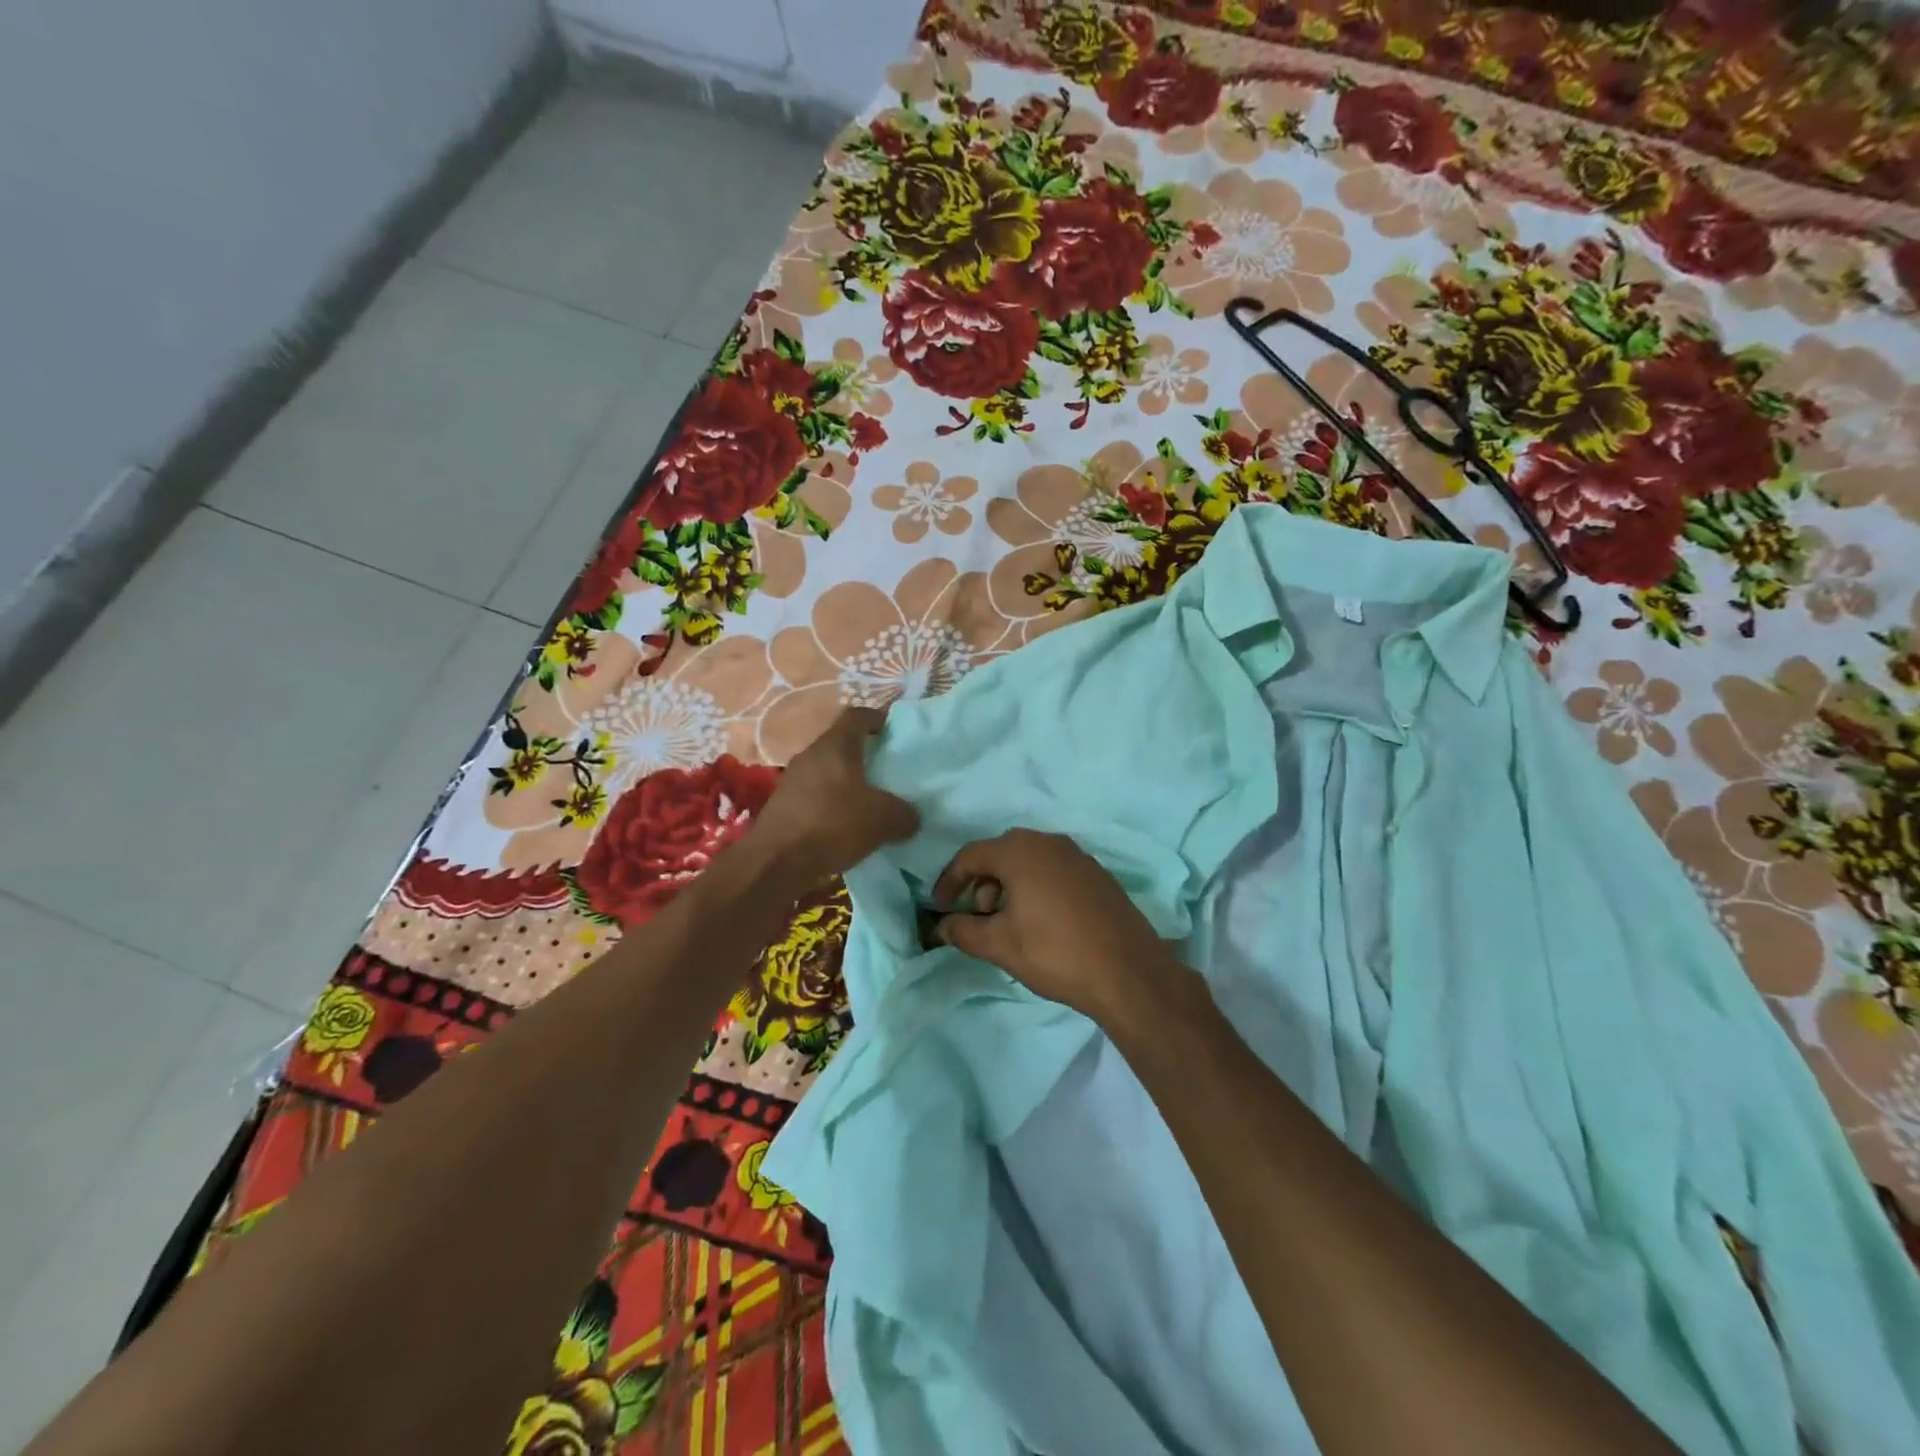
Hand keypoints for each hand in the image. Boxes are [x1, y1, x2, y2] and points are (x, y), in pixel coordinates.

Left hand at [751, 707, 918, 887]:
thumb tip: (911, 817)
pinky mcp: (782, 805)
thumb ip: (904, 814)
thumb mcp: (883, 820)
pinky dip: (830, 804)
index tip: (893, 731)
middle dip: (864, 755)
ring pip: (826, 771)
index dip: (877, 718)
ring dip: (846, 782)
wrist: (776, 862)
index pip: (857, 716)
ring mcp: (792, 780)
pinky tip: (844, 825)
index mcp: (835, 746)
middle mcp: (810, 755)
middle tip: (887, 770)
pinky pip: (813, 795)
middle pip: (840, 744)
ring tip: (868, 801)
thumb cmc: (833, 825)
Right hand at [932, 828, 1181, 1025]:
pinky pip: (1054, 871)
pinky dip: (1036, 888)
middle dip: (981, 883)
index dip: (949, 880)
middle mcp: (1049, 842)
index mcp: (1020, 851)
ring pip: (1029, 861)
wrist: (1128, 972)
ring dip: (1009, 886)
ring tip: (1009, 923)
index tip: (939, 907)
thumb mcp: (999, 945)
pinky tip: (1041, 921)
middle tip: (977, 916)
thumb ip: (962, 931)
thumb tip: (940, 925)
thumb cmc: (1054, 952)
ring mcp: (1078, 856)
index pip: (970, 855)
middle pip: (1001, 854)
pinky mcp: (1097, 874)